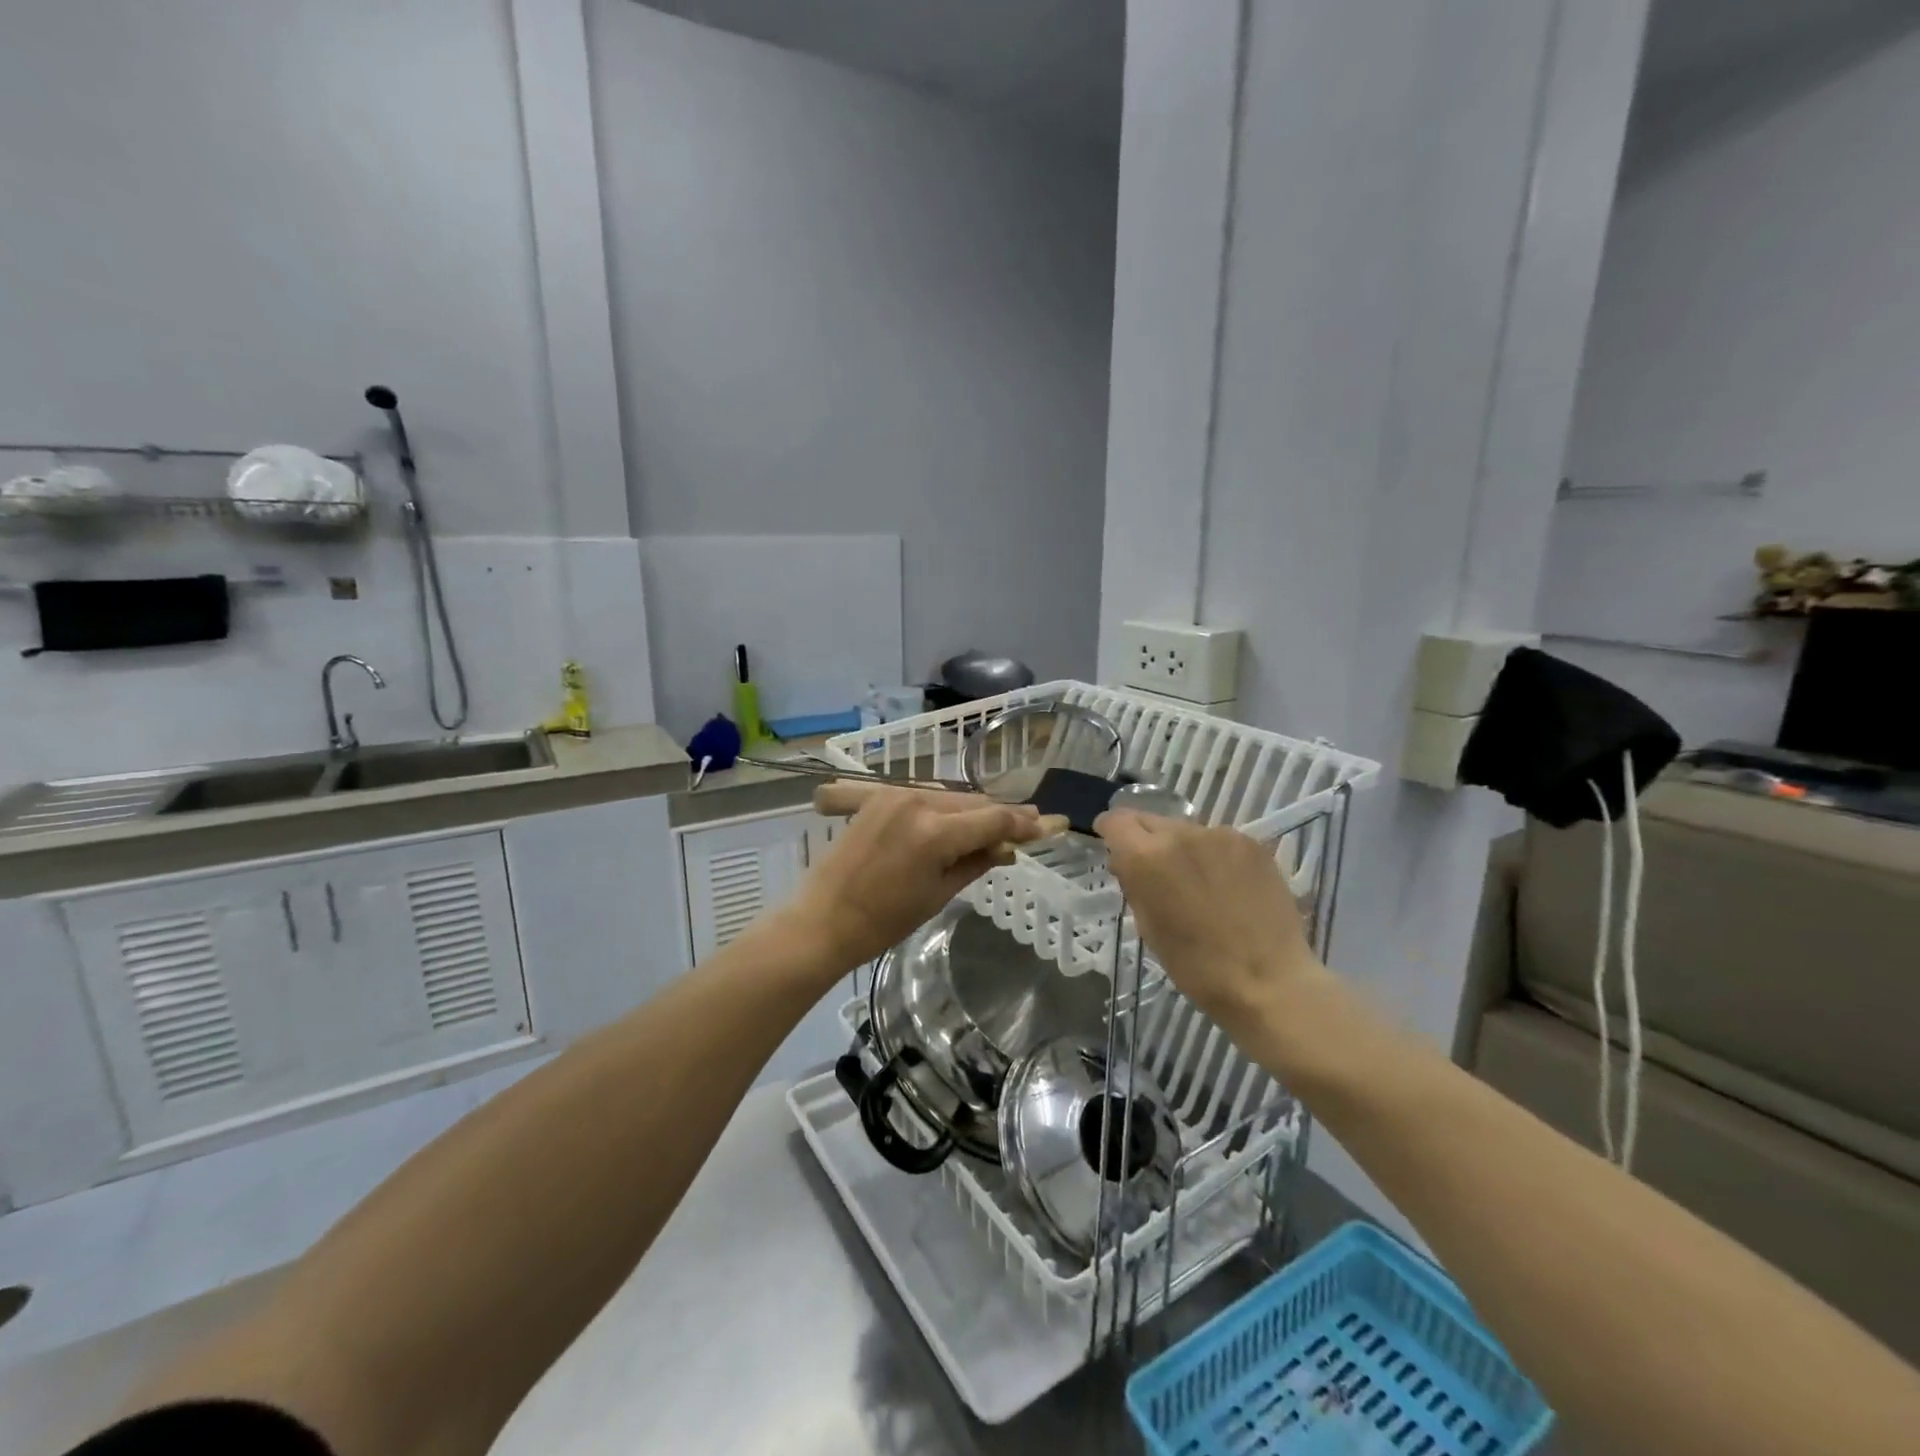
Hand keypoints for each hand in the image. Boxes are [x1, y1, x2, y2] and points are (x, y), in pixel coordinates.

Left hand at [788, 782, 1063, 969]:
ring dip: (974, 811)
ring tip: (998, 825)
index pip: (993, 820)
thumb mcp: (938, 894)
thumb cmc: (883, 921)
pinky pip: (924, 798)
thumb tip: (1008, 849)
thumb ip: (976, 862)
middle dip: (1002, 815)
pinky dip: (946, 809)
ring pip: (950, 797)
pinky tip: (958, 821)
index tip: (1050, 823)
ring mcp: (894, 795)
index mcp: (934, 832)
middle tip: (1030, 824)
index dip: (1025, 824)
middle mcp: (917, 802)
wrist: (823, 920)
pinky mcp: (877, 797)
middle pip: (974, 803)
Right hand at [1095, 810, 1321, 1034]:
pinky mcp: (1252, 843)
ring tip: (1196, 883)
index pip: (1116, 820)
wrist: (1268, 981)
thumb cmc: (1196, 965)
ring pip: (1186, 831)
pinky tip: (1225, 886)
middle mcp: (1180, 834)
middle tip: (1154, 870)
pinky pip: (1218, 840)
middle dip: (1144, 839)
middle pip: (1150, 820)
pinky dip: (1213, 856)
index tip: (1112, 846)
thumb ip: (1133, 884)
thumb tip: (1128, 862)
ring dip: (1181, 848)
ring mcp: (1220, 835)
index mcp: (1146, 857)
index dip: (1109, 831)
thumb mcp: (1148, 927)